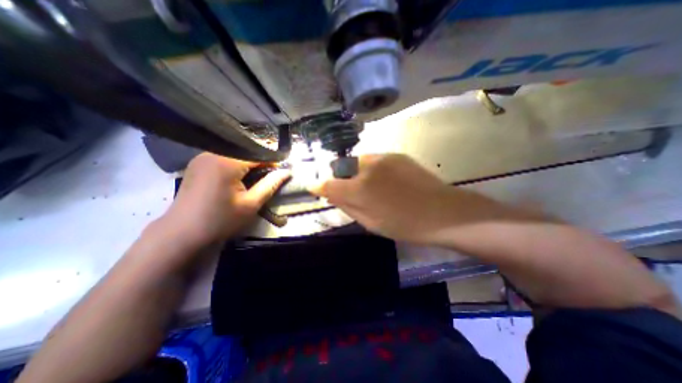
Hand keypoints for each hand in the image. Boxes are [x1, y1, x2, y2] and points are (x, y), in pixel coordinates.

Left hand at [166, 153, 292, 248]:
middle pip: (244, 151)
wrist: (181, 234)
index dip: (272, 160)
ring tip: (257, 175)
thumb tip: (287, 171)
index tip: (281, 170)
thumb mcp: (251, 204)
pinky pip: (222, 157)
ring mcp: (202, 157)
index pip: (257, 153)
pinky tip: (239, 176)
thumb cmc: (220, 220)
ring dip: (248, 162)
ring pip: (234, 153)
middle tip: (270, 174)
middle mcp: (212, 153)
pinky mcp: (197, 164)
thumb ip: (271, 184)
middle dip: (260, 160)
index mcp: (226, 162)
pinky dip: (235, 163)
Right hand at [311, 153, 528, 244]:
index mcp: (359, 188)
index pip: (328, 183)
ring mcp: (383, 157)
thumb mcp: (370, 223)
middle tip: (351, 192)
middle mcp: (367, 167)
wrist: (443, 212)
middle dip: (341, 179)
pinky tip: (386, 181)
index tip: (314, 187)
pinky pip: (375, 160)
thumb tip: (329, 193)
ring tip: (371, 187)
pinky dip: (372, 169)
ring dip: (357, 173)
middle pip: (342, 169)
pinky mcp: (397, 154)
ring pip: (358, 162)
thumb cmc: (405, 224)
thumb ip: (346, 205)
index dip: (318, 185)